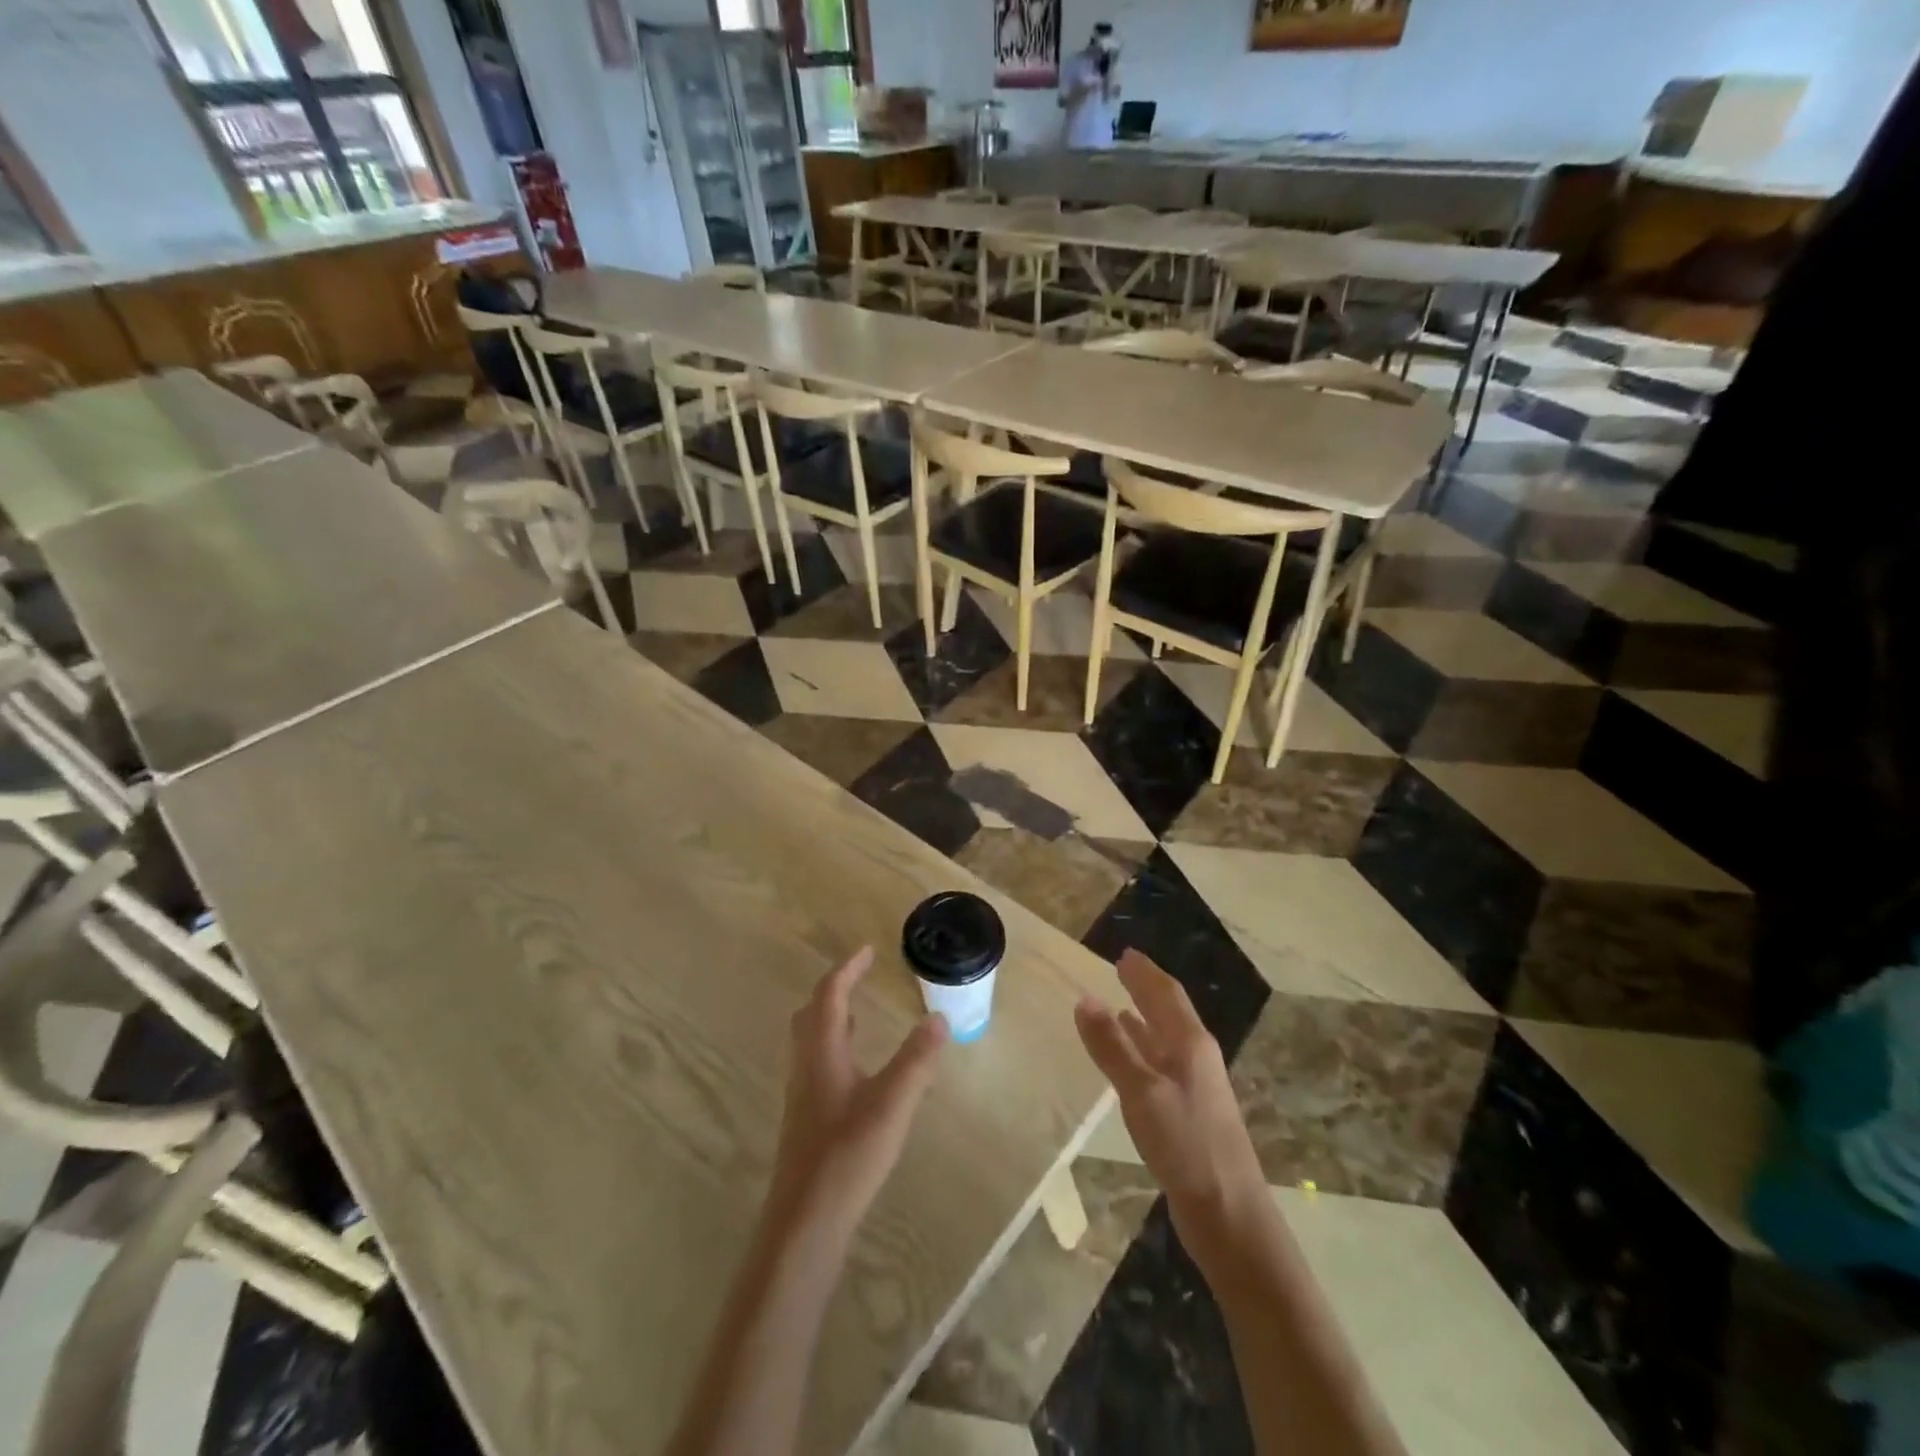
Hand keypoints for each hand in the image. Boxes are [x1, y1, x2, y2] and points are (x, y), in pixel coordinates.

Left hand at [768, 948, 948, 1240]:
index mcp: (823, 1051)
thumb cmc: (848, 1155)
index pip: (830, 995)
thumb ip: (917, 1060)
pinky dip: (834, 1047)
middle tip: (859, 977)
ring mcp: (801, 1094)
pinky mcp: (805, 1119)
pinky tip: (855, 1071)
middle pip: (812, 1013)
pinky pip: (816, 1063)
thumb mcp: (892, 1104)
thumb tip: (938, 1017)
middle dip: (835, 989)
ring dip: (832, 1018)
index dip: (848, 969)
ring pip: (811, 1040)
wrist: (805, 1222)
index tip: (868, 951)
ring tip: (859, 1014)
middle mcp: (806, 1065)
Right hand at [1075, 950, 1267, 1265]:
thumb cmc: (1186, 1145)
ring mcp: (1196, 1087)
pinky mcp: (1189, 1114)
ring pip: (1166, 1040)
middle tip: (1122, 970)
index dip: (1145, 973)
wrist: (1229, 1216)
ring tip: (1120, 1006)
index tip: (1124, 954)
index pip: (1166, 994)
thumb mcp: (1141, 1092)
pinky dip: (1143, 1051)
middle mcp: (1197, 1058)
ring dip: (1145, 1020)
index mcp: (1191, 1044)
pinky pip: (1162, 1065)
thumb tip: (1084, 998)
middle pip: (1170, 1013)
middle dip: (1147, 990)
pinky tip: (1131, 1060)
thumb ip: (1112, 1046)